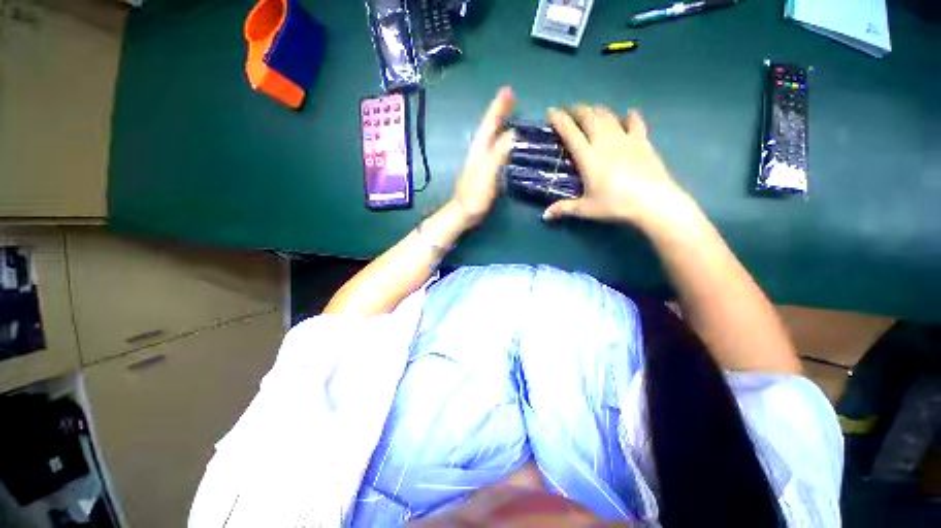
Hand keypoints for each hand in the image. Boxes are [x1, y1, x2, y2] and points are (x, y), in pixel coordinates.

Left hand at [450, 87, 514, 227]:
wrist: (464, 213)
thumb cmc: (474, 195)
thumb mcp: (487, 174)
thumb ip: (498, 154)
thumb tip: (512, 134)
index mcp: (479, 150)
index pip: (489, 124)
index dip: (498, 108)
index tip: (508, 91)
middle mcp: (479, 152)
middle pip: (489, 128)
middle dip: (499, 111)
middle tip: (511, 96)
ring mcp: (481, 162)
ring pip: (491, 137)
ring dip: (500, 123)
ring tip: (511, 113)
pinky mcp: (484, 171)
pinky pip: (495, 149)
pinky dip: (501, 140)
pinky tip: (507, 142)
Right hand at [543, 106, 696, 232]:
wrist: (653, 201)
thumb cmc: (616, 204)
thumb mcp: (586, 209)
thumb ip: (564, 209)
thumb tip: (545, 216)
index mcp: (588, 157)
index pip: (570, 133)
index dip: (559, 120)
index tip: (551, 112)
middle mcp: (605, 142)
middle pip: (590, 118)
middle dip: (577, 110)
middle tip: (570, 111)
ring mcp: (626, 139)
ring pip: (609, 116)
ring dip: (597, 111)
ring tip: (591, 111)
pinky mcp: (643, 142)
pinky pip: (636, 123)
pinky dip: (630, 117)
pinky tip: (627, 115)